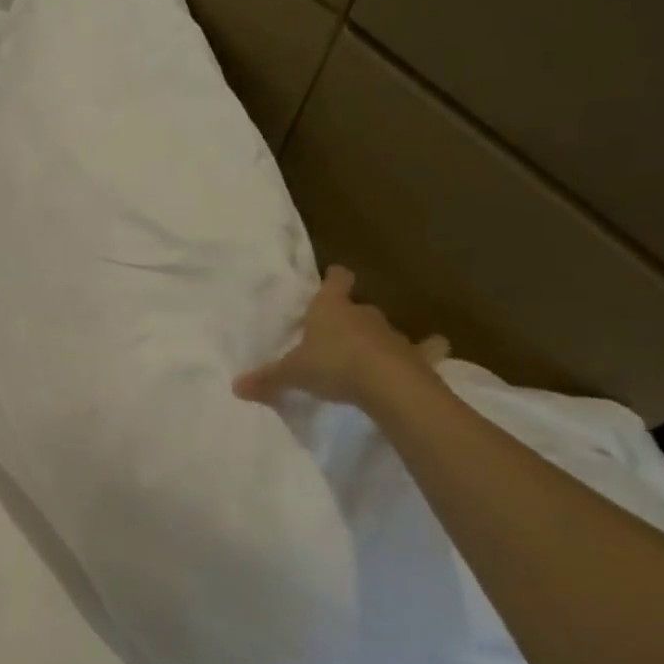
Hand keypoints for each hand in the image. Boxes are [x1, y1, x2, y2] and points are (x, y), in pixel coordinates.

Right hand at [232, 265, 448, 409]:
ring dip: (376, 337)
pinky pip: (424, 349)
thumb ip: (267, 379)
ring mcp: (393, 333)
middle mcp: (363, 314)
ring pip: (382, 329)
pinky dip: (426, 351)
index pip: (336, 280)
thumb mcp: (292, 374)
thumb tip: (235, 387)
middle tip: (336, 332)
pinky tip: (428, 355)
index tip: (333, 276)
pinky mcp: (417, 355)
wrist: (388, 385)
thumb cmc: (333, 366)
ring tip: (366, 353)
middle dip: (349, 315)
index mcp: (330, 308)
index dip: (334, 278)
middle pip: (357, 306)